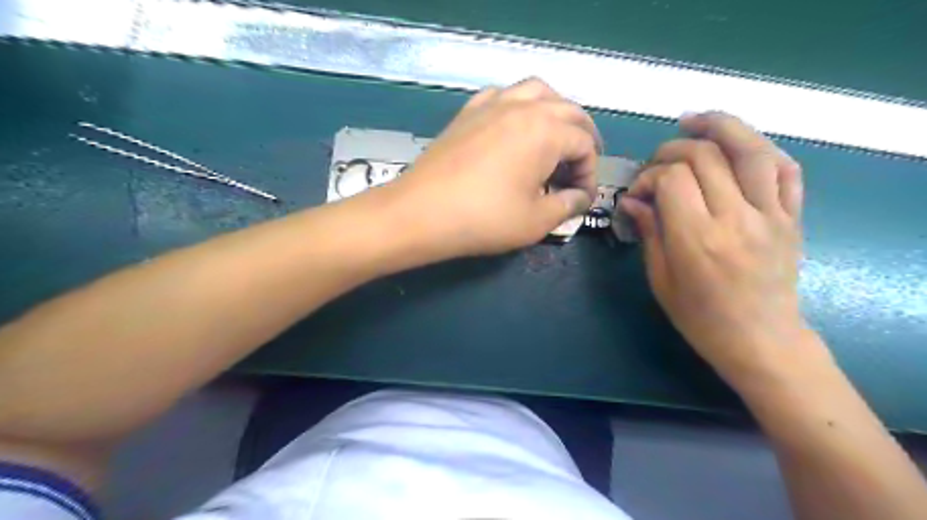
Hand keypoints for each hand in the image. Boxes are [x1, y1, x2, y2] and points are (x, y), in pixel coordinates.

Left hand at [384, 77, 600, 259]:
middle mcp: (523, 107)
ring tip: (555, 138)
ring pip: (536, 92)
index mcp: (546, 131)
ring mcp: (491, 104)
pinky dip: (518, 105)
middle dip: (582, 137)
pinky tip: (514, 127)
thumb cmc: (484, 219)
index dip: (590, 172)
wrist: (421, 213)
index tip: (581, 198)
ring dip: (555, 112)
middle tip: (580, 165)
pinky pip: (502, 96)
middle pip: (568, 110)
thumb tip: (581, 197)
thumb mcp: (536, 221)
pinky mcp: (467, 112)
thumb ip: (567, 205)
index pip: (584, 143)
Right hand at [623, 114, 813, 380]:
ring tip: (696, 121)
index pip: (672, 179)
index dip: (649, 176)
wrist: (760, 339)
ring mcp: (771, 214)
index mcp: (697, 239)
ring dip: (721, 127)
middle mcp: (736, 218)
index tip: (638, 191)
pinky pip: (785, 169)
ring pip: (751, 150)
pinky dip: (761, 148)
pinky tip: (739, 145)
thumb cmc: (700, 316)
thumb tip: (633, 200)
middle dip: (673, 150)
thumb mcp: (661, 279)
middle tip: (658, 162)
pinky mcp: (791, 217)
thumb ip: (650, 232)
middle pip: (706, 156)